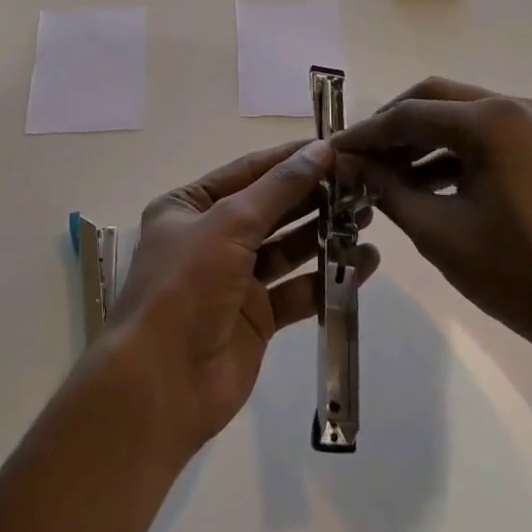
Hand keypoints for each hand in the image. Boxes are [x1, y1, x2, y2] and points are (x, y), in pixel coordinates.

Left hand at [103, 139, 379, 457]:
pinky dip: (327, 275)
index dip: (290, 159)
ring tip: (368, 215)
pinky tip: (364, 261)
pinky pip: (298, 288)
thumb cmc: (187, 285)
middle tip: (361, 183)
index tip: (334, 147)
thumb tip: (320, 149)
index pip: (247, 171)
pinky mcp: (256, 318)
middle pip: (270, 208)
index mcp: (189, 206)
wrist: (163, 384)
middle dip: (313, 196)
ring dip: (324, 232)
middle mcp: (210, 237)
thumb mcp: (229, 223)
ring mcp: (234, 279)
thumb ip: (279, 188)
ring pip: (286, 248)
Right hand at [332, 78, 531, 385]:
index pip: (411, 114)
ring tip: (384, 172)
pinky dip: (451, 151)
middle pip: (435, 99)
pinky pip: (485, 133)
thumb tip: (343, 162)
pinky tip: (422, 180)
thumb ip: (384, 186)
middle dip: (393, 126)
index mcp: (494, 121)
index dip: (367, 133)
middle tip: (359, 155)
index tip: (334, 150)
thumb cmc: (513, 276)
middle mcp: (518, 106)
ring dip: (421, 138)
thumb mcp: (436, 229)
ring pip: (459, 114)